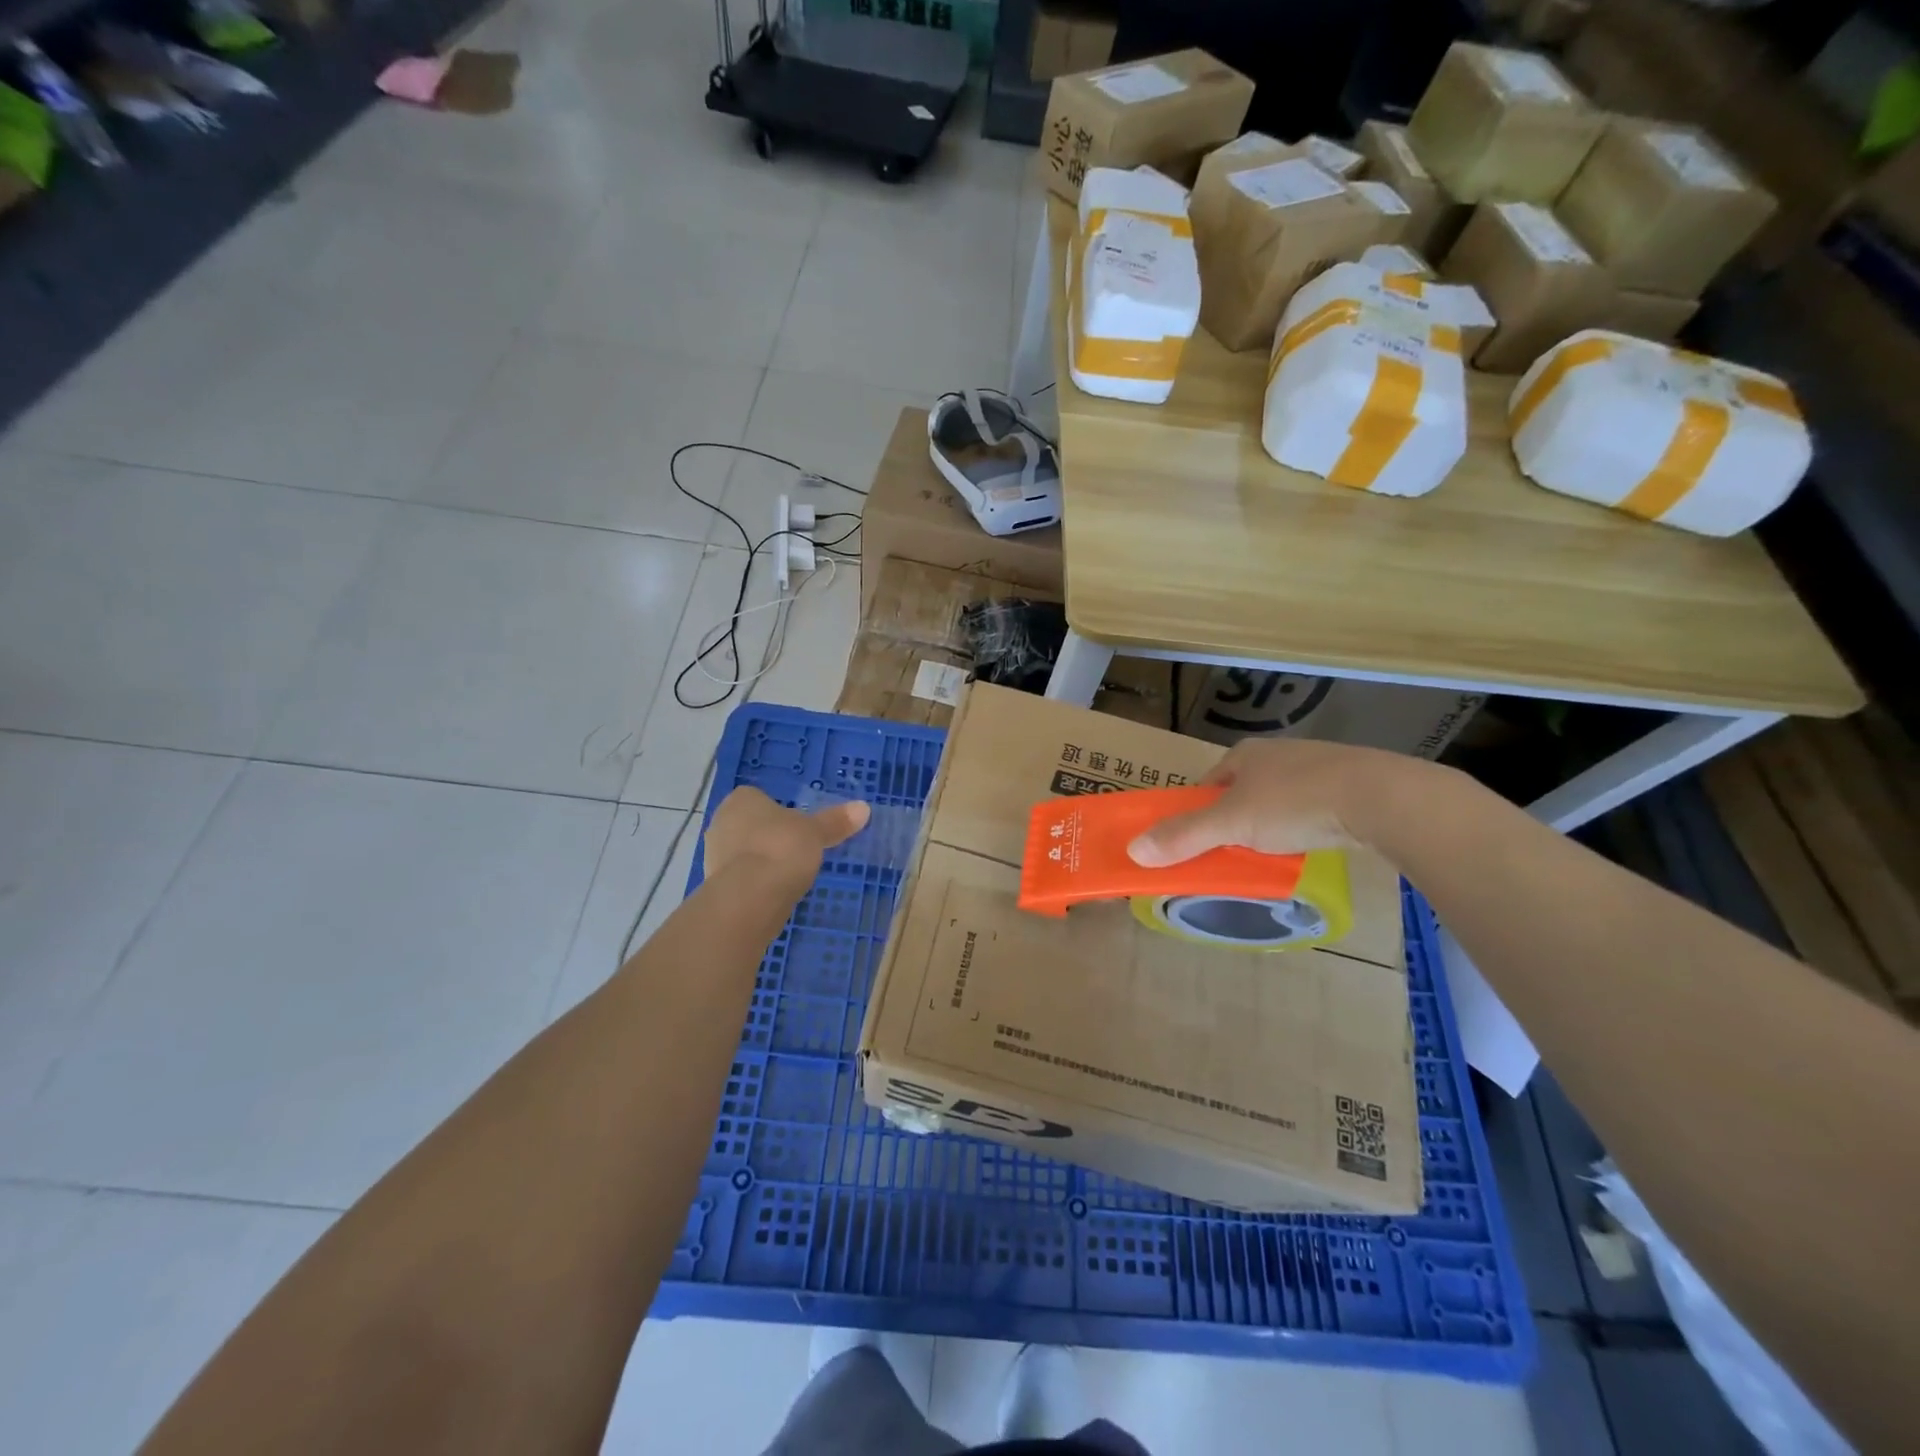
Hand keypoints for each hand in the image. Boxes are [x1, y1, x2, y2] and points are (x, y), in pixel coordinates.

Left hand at [703, 787, 869, 884]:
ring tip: (789, 875)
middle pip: (750, 826)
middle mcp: (721, 822)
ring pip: (743, 853)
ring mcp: (713, 855)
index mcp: (741, 800)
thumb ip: (836, 821)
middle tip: (796, 850)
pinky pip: (741, 878)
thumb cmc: (782, 848)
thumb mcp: (816, 832)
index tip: (797, 827)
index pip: (758, 799)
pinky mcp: (715, 886)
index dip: (778, 812)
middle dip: (769, 837)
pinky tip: (774, 893)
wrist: (750, 897)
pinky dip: (755, 884)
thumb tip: (864, 807)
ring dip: (761, 862)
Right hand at [1127, 738, 1425, 866]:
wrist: (1381, 798)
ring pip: (1279, 799)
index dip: (1197, 811)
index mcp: (1244, 754)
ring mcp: (1318, 766)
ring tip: (1272, 854)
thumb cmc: (1294, 803)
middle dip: (1234, 820)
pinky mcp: (1351, 784)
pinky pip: (1314, 807)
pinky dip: (1305, 825)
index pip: (1208, 783)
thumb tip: (1132, 851)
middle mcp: (1278, 754)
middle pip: (1242, 791)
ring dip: (1270, 824)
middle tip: (1232, 852)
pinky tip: (1311, 843)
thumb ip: (1184, 837)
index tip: (1195, 840)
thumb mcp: (1231, 824)